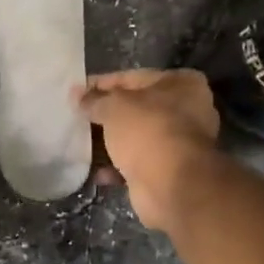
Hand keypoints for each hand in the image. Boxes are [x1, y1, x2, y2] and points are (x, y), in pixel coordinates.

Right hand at [78, 70, 221, 230]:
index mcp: (182, 84)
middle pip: (135, 108)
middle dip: (105, 114)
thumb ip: (94, 100)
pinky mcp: (168, 170)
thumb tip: (76, 95)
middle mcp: (186, 110)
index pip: (132, 78)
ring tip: (79, 143)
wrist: (171, 185)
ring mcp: (178, 143)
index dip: (101, 84)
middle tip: (76, 117)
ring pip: (135, 137)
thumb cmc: (147, 131)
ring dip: (109, 142)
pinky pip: (136, 162)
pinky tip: (95, 171)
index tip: (77, 92)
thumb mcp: (114, 107)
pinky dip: (117, 166)